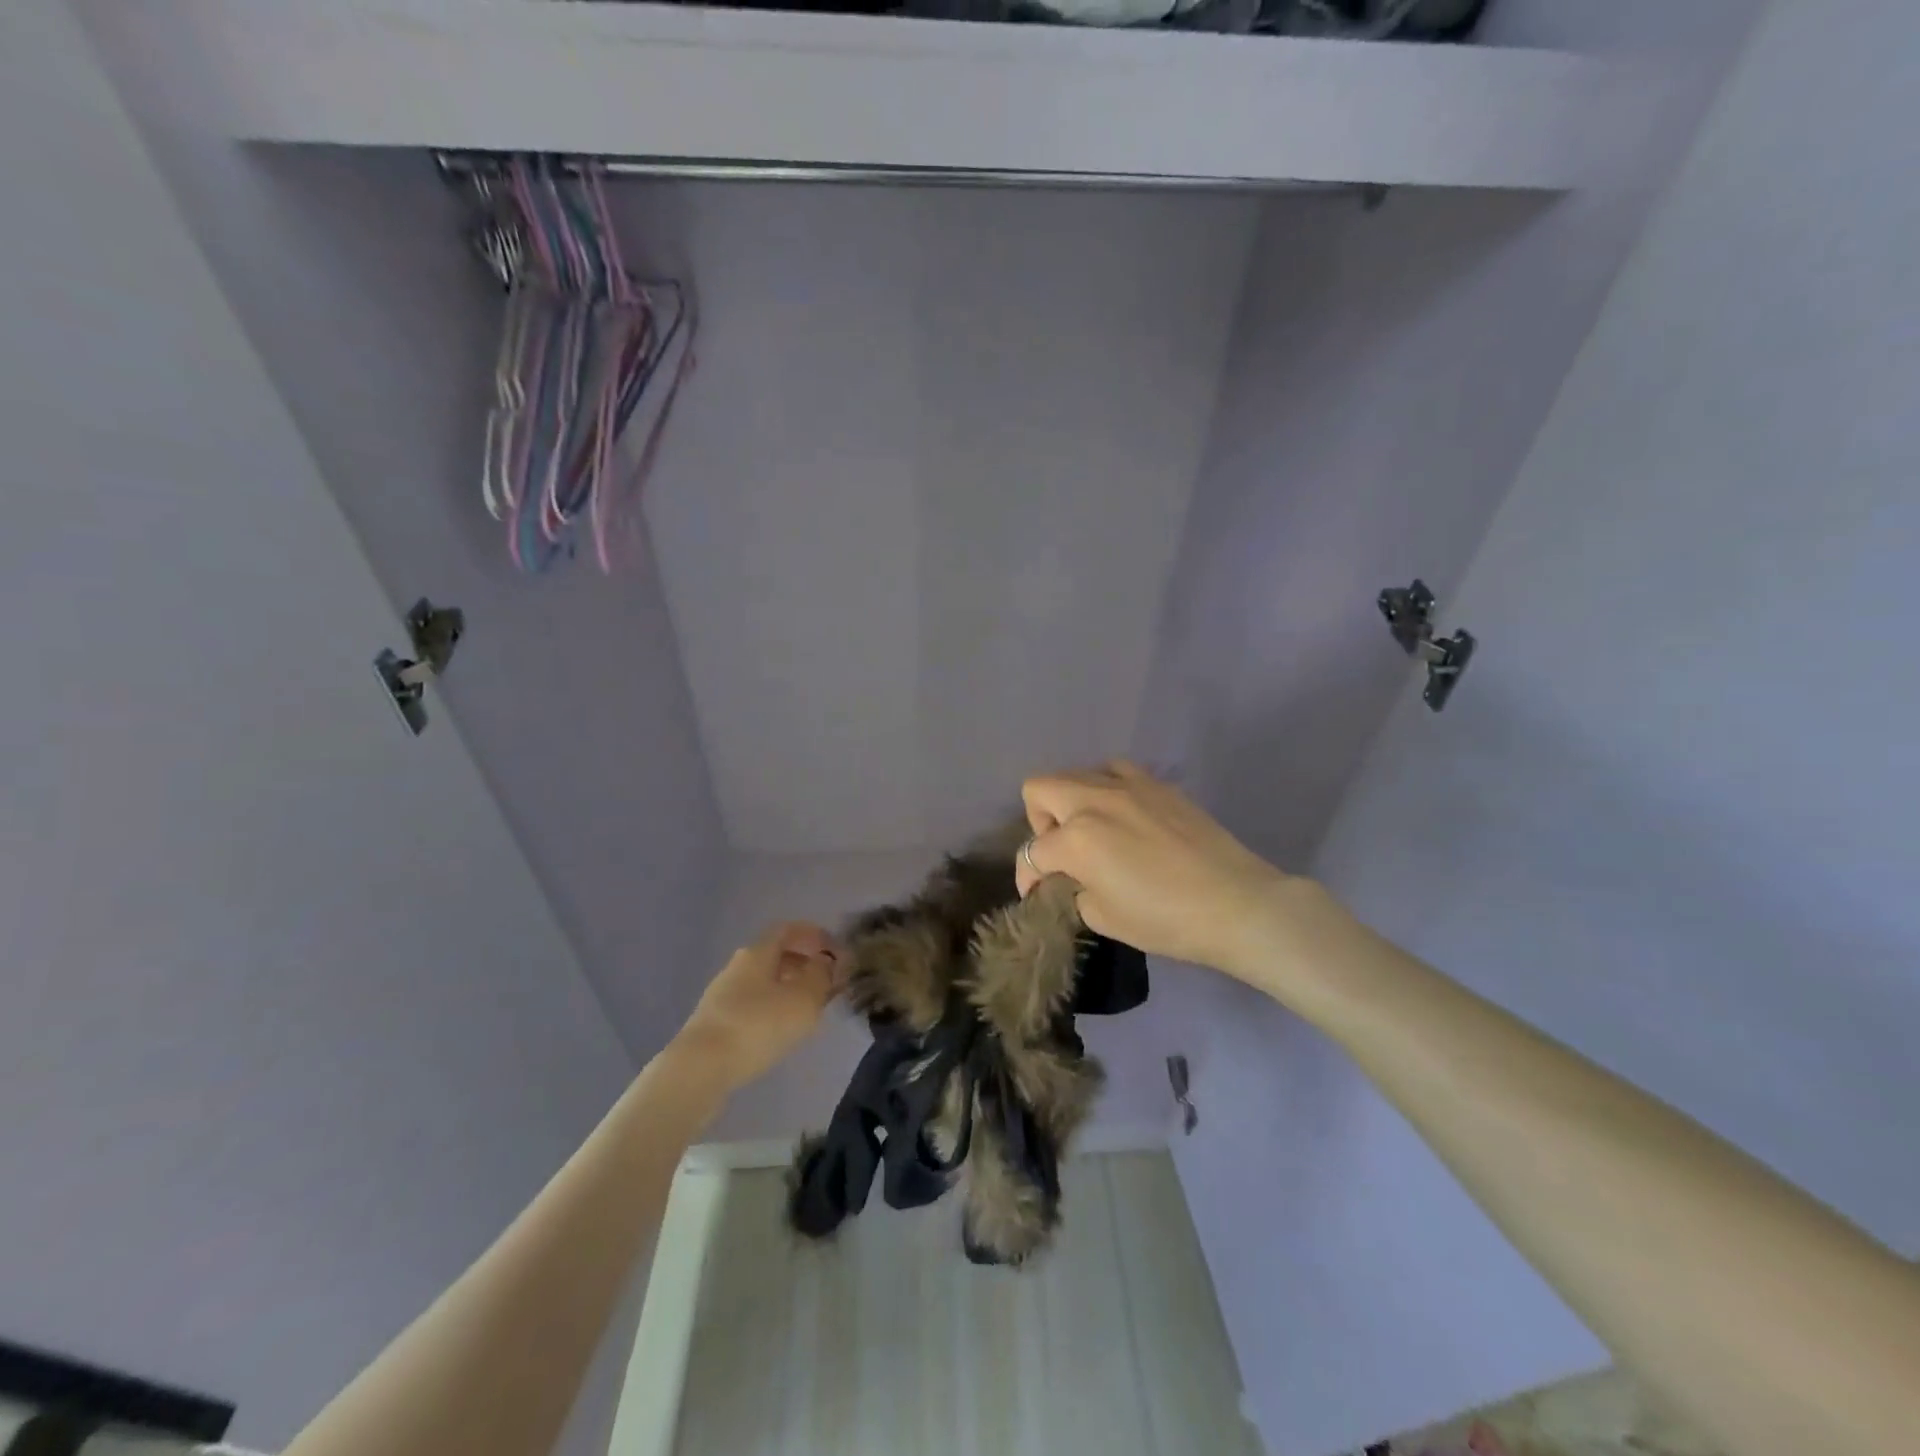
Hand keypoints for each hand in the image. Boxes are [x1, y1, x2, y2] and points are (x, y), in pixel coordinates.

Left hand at [671, 923, 843, 1092]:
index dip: (814, 934)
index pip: (788, 929)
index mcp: (758, 952)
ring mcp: (722, 995)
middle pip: (775, 955)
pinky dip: (772, 1010)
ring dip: (789, 989)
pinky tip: (782, 1031)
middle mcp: (738, 966)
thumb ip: (821, 976)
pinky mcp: (715, 1023)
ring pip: (764, 982)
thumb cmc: (758, 1025)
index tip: (835, 950)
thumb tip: (825, 961)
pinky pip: (752, 1005)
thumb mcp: (803, 999)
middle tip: (827, 983)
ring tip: (810, 1010)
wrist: (700, 1069)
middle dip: (804, 965)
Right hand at [1017, 762, 1295, 982]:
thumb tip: (1074, 879)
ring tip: (1091, 831)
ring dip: (1070, 801)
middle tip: (1060, 853)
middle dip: (1038, 822)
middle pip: (1039, 789)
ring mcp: (1128, 785)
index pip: (1033, 852)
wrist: (1237, 904)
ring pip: (1075, 773)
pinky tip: (1123, 816)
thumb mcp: (1104, 918)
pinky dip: (1105, 789)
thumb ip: (1076, 891)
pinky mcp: (1158, 784)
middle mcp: (1094, 800)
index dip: (1028, 878)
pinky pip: (1114, 771)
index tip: (1038, 895)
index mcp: (1077, 838)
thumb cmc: (1167, 920)